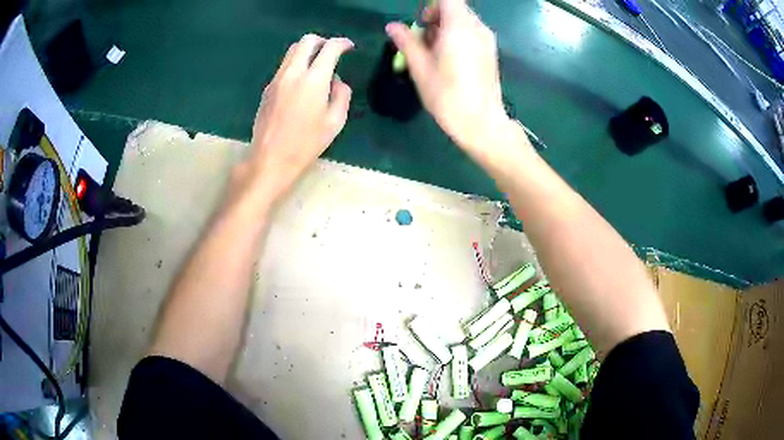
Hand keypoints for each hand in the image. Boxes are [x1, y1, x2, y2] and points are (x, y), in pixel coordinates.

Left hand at [240, 34, 353, 205]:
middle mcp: (293, 73)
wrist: (271, 159)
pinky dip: (296, 64)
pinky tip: (302, 82)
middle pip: (307, 41)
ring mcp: (277, 79)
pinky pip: (284, 66)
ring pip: (292, 51)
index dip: (343, 43)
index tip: (350, 47)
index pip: (330, 48)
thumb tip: (336, 81)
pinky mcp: (268, 88)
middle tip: (332, 51)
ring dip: (307, 51)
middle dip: (323, 41)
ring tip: (317, 65)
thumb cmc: (307, 144)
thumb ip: (342, 95)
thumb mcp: (335, 122)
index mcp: (313, 80)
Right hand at [386, 0, 510, 152]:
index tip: (421, 20)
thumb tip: (392, 26)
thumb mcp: (420, 68)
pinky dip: (457, 36)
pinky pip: (471, 32)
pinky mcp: (490, 51)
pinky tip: (449, 59)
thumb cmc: (448, 96)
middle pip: (455, 7)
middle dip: (435, 16)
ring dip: (445, 27)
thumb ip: (406, 41)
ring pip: (463, 20)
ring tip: (434, 52)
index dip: (432, 4)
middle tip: (423, 39)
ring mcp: (487, 39)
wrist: (482, 123)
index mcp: (459, 27)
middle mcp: (477, 28)